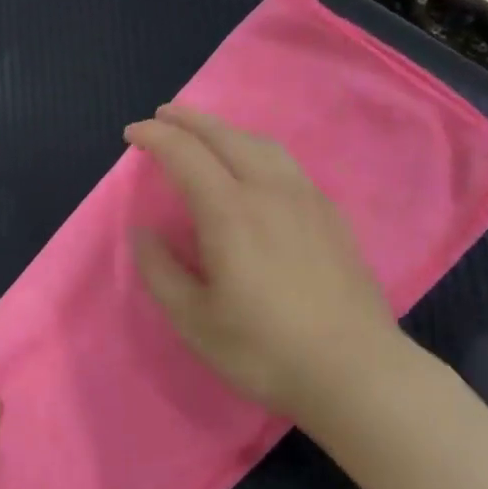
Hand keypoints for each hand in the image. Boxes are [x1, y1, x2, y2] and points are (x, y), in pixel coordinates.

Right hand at [124, 104, 416, 427]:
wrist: (355, 371)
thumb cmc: (264, 350)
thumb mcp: (194, 320)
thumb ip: (160, 270)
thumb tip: (142, 232)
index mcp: (230, 212)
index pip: (185, 154)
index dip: (155, 137)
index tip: (132, 135)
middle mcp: (269, 191)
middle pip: (225, 136)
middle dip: (189, 119)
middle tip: (162, 116)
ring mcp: (307, 199)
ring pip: (261, 144)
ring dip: (226, 130)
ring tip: (205, 135)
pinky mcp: (331, 216)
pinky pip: (286, 164)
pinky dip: (256, 150)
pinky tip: (255, 169)